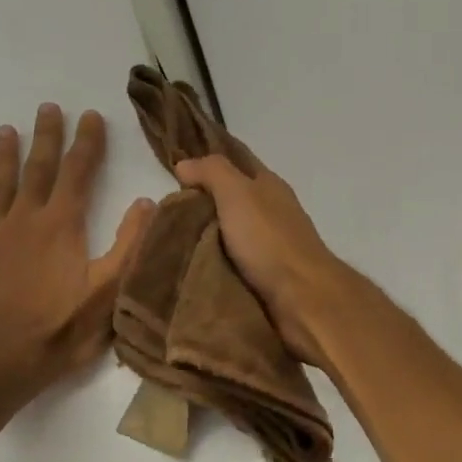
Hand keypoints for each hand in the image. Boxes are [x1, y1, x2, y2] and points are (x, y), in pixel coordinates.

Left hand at [0, 105, 153, 401]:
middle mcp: (23, 220)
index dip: (86, 142)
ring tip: (5, 130)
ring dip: (3, 157)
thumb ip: (129, 244)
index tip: (90, 115)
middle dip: (46, 137)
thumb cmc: (60, 331)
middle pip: (37, 169)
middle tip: (48, 108)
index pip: (78, 172)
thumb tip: (146, 202)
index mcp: (61, 225)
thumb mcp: (109, 291)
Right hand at [174, 154, 353, 369]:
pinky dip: (212, 264)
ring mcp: (270, 246)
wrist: (302, 298)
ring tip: (165, 244)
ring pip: (229, 234)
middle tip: (160, 214)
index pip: (236, 163)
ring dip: (203, 238)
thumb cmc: (270, 240)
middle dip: (199, 205)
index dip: (207, 163)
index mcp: (269, 186)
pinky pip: (232, 264)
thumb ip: (212, 172)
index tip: (171, 169)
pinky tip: (188, 269)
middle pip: (230, 201)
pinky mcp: (266, 277)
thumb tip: (184, 164)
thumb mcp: (238, 194)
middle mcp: (272, 212)